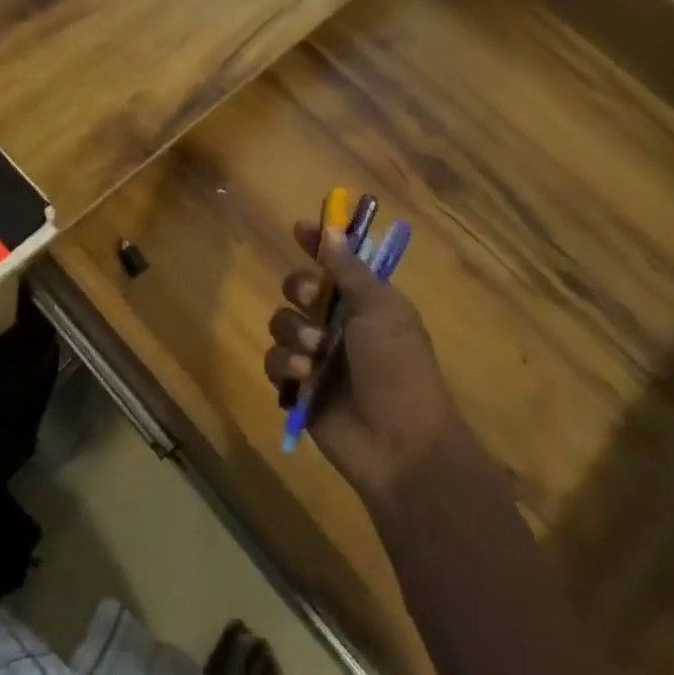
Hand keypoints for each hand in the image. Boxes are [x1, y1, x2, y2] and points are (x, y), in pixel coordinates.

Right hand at [266, 221, 457, 505]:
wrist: (400, 446)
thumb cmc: (399, 368)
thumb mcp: (381, 310)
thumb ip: (349, 270)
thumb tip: (332, 229)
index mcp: (365, 303)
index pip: (335, 262)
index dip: (318, 244)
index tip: (300, 228)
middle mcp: (339, 324)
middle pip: (298, 287)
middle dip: (301, 291)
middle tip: (314, 302)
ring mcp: (317, 357)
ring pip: (282, 323)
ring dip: (295, 334)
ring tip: (315, 355)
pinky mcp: (299, 387)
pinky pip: (273, 361)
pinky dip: (285, 365)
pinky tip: (302, 377)